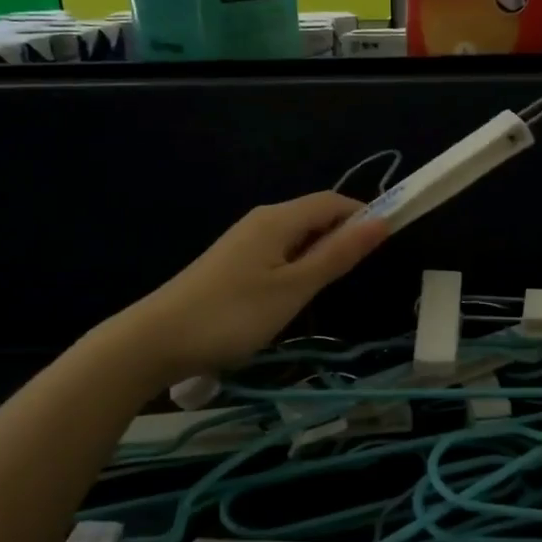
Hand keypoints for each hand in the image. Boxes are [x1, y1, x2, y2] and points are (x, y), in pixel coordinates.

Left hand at [125, 193, 388, 382]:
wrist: (155, 340)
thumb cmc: (233, 314)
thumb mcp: (294, 288)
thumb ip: (337, 254)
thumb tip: (381, 220)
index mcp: (278, 219)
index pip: (333, 201)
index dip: (363, 216)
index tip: (385, 246)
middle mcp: (261, 221)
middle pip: (314, 216)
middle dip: (342, 238)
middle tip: (353, 278)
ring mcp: (243, 242)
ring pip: (296, 237)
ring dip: (319, 256)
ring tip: (323, 293)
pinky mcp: (232, 263)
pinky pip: (278, 253)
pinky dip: (297, 268)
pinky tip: (292, 298)